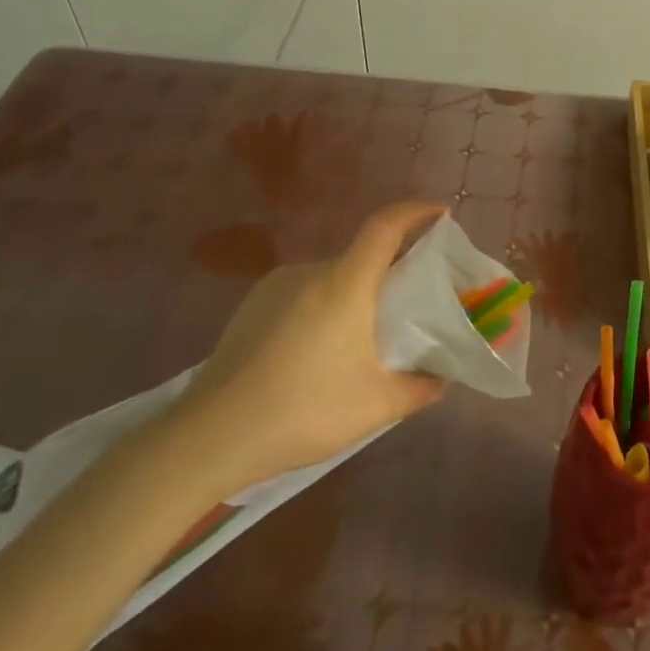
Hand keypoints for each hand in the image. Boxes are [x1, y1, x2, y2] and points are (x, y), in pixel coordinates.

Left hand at [156, 203, 447, 500]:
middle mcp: (309, 272)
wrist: (210, 438)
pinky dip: (325, 308)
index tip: (440, 213)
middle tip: (410, 306)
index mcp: (344, 284)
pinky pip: (304, 294)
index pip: (385, 227)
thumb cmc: (303, 412)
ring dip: (355, 296)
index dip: (416, 212)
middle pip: (361, 257)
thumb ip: (418, 387)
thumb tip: (440, 377)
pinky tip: (321, 352)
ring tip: (364, 339)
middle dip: (391, 272)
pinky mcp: (251, 308)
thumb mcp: (376, 406)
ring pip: (332, 278)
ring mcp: (275, 288)